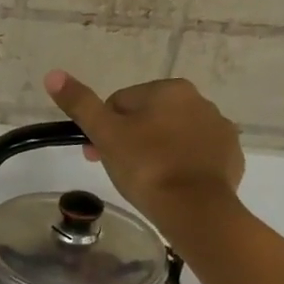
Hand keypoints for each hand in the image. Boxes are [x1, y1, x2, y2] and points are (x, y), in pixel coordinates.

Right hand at [44, 71, 244, 232]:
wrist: (195, 208)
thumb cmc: (146, 166)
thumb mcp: (105, 134)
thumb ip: (81, 104)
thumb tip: (52, 74)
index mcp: (169, 89)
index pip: (120, 103)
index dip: (102, 129)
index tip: (95, 155)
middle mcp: (200, 101)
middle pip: (148, 117)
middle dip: (129, 139)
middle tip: (116, 170)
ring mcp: (219, 130)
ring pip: (173, 136)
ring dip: (155, 151)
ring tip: (144, 180)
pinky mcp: (230, 156)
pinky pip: (196, 155)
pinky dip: (181, 166)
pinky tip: (170, 185)